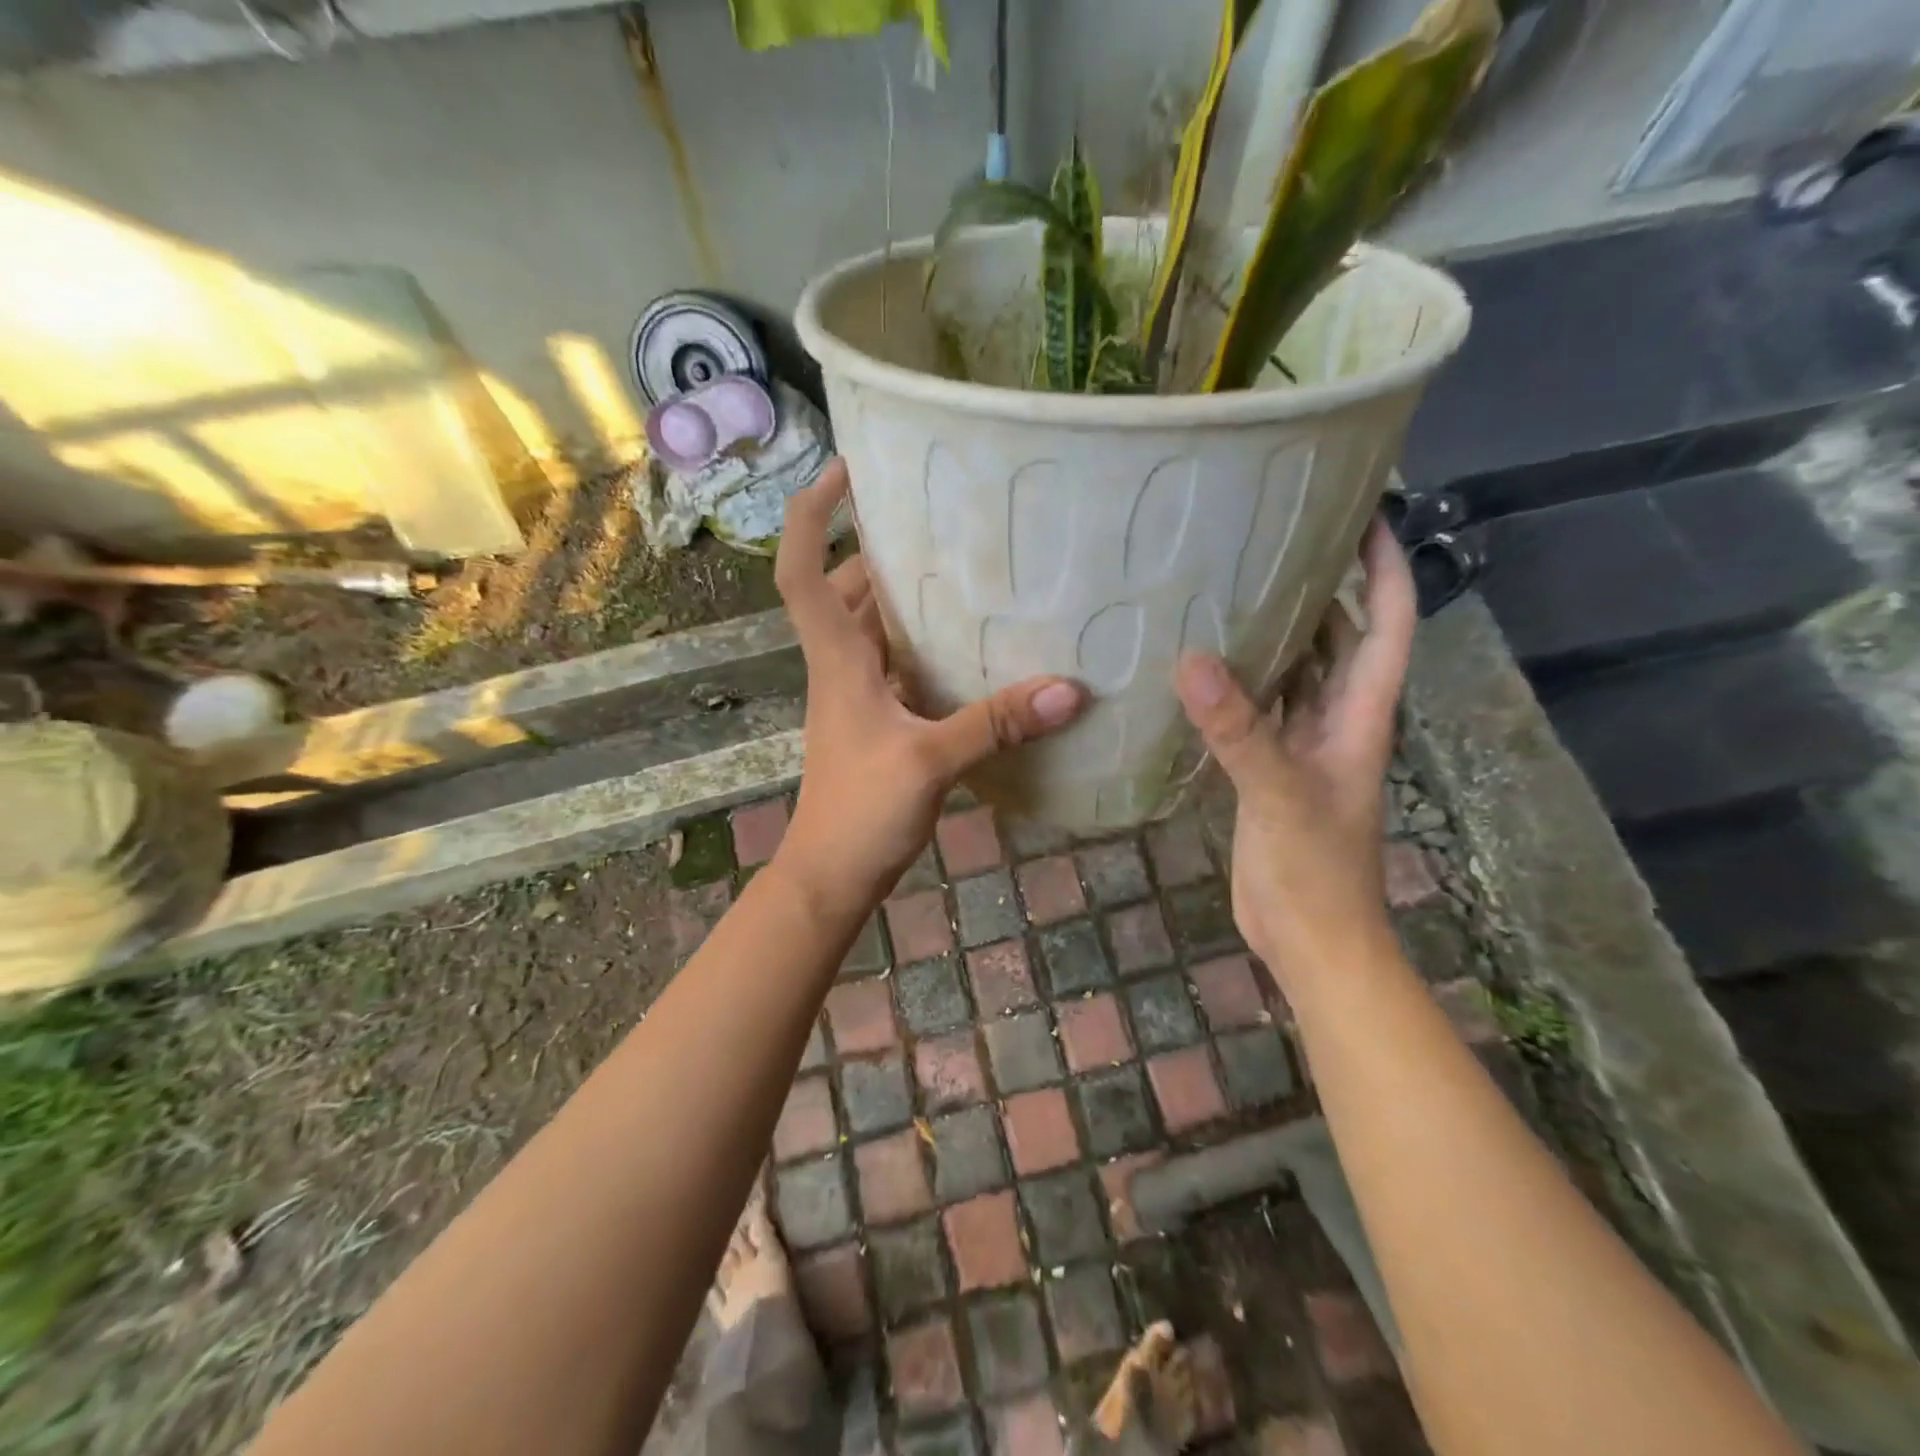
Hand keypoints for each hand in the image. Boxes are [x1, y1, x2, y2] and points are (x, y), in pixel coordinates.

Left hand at [770, 460, 1085, 923]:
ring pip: (875, 627)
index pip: (799, 569)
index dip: (810, 513)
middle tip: (940, 520)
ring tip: (966, 568)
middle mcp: (841, 666)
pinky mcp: (879, 721)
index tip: (846, 469)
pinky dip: (926, 646)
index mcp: (837, 659)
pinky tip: (973, 646)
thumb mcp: (929, 762)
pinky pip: (899, 665)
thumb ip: (996, 723)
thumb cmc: (860, 812)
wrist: (831, 875)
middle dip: (881, 549)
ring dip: (907, 597)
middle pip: (846, 589)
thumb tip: (1069, 689)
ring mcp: (858, 695)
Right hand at [1174, 518, 1415, 983]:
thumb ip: (1239, 730)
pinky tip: (1201, 663)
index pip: (1386, 623)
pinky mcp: (1267, 768)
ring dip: (1277, 630)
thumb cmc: (1315, 870)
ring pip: (1297, 671)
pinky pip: (1258, 707)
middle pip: (1340, 637)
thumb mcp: (1278, 794)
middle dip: (1323, 585)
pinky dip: (1238, 681)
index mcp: (1359, 714)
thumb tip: (1191, 659)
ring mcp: (1301, 745)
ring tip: (1231, 583)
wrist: (1309, 938)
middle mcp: (1336, 719)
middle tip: (1274, 536)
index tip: (1365, 512)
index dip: (1384, 567)